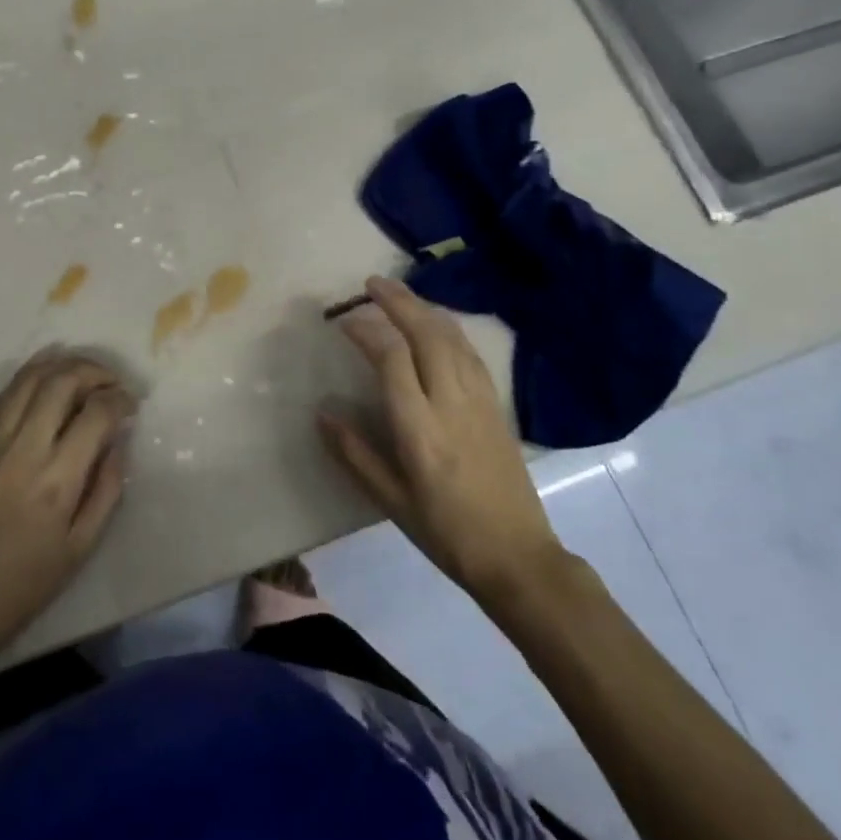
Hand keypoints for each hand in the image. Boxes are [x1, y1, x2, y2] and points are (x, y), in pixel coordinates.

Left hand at [0, 351, 133, 666]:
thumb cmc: (24, 583)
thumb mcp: (81, 548)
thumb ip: (107, 489)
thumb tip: (119, 442)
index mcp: (57, 480)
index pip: (96, 414)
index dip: (120, 400)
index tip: (132, 406)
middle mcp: (25, 449)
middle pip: (63, 382)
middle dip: (96, 372)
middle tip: (114, 384)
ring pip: (31, 378)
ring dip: (64, 364)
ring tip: (87, 371)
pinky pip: (6, 393)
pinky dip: (31, 373)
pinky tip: (49, 370)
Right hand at [319, 277, 560, 604]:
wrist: (518, 556)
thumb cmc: (446, 532)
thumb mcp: (391, 501)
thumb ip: (355, 453)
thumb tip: (322, 413)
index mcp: (420, 428)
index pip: (392, 359)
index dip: (367, 332)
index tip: (344, 322)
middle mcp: (451, 402)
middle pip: (426, 334)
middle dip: (398, 302)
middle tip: (372, 283)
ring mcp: (479, 400)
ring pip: (452, 337)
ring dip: (424, 309)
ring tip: (400, 294)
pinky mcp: (496, 404)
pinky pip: (470, 353)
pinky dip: (449, 328)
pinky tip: (437, 325)